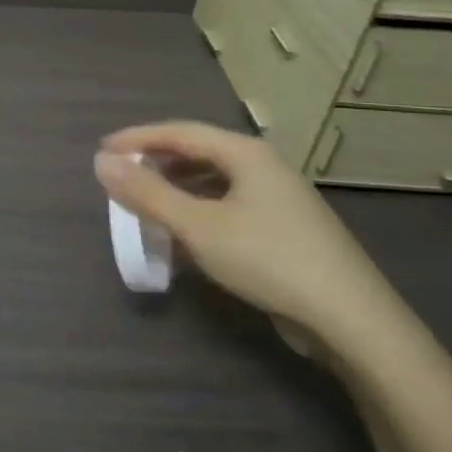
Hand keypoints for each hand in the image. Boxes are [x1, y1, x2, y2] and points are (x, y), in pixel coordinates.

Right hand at [94, 122, 401, 354]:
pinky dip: (197, 213)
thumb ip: (147, 193)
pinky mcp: (284, 229)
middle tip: (120, 178)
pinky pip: (228, 207)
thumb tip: (101, 162)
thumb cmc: (268, 259)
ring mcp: (278, 199)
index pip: (180, 132)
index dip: (137, 139)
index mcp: (245, 153)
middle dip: (155, 163)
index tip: (102, 152)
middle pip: (198, 153)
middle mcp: (263, 167)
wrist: (350, 319)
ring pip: (213, 182)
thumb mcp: (198, 226)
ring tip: (144, 206)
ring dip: (175, 190)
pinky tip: (183, 237)